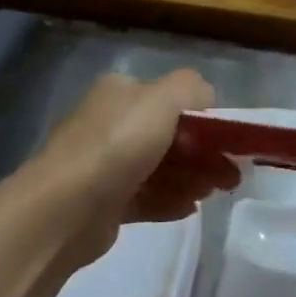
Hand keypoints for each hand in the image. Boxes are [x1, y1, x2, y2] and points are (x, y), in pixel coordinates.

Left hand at [41, 70, 239, 264]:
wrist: (66, 207)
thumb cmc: (118, 144)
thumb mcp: (163, 99)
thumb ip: (191, 88)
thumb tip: (207, 98)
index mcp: (120, 93)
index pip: (169, 99)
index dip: (203, 118)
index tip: (227, 141)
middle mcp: (110, 123)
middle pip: (168, 136)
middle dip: (203, 153)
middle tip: (230, 175)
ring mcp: (105, 165)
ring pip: (160, 169)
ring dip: (191, 178)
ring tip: (214, 193)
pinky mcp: (104, 203)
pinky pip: (146, 198)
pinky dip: (170, 201)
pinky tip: (192, 208)